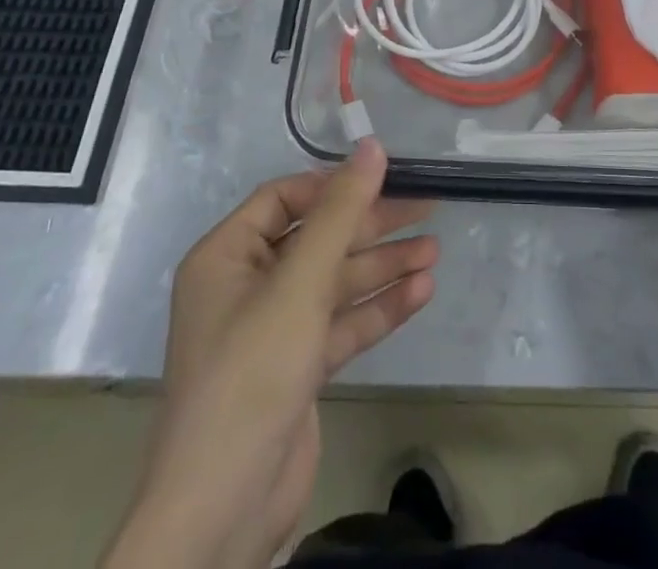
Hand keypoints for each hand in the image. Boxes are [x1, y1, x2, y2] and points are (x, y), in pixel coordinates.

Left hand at [108, 141, 436, 568]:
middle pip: (318, 239)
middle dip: (372, 227)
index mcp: (227, 256)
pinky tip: (420, 292)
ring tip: (434, 252)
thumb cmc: (252, 373)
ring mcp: (274, 330)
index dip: (334, 185)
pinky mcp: (298, 368)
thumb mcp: (299, 283)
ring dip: (383, 267)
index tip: (385, 177)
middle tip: (427, 208)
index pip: (285, 198)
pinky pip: (342, 323)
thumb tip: (372, 146)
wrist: (223, 511)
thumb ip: (340, 212)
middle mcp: (247, 286)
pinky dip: (378, 308)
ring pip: (336, 282)